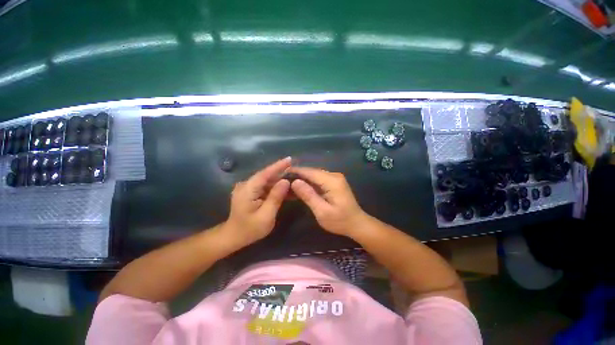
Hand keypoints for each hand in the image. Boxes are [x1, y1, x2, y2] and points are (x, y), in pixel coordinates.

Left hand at [224, 157, 291, 245]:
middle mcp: (246, 185)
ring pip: (267, 180)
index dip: (278, 166)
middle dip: (282, 172)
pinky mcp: (250, 191)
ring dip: (280, 180)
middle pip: (267, 175)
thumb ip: (275, 197)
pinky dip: (276, 187)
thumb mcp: (266, 216)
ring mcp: (248, 188)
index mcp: (248, 189)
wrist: (234, 236)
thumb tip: (285, 181)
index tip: (290, 159)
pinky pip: (265, 186)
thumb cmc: (250, 229)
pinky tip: (286, 188)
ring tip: (295, 179)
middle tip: (297, 170)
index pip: (265, 173)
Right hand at [289, 167, 367, 236]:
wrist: (357, 224)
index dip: (295, 171)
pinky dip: (309, 184)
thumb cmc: (340, 221)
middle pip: (312, 172)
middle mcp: (334, 175)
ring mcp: (335, 178)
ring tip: (288, 185)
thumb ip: (308, 195)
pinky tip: (299, 189)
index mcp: (332, 181)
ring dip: (302, 180)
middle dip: (297, 176)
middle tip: (282, 181)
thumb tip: (295, 182)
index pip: (310, 172)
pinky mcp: (334, 183)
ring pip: (314, 175)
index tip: (281, 173)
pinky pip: (318, 180)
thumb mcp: (322, 211)